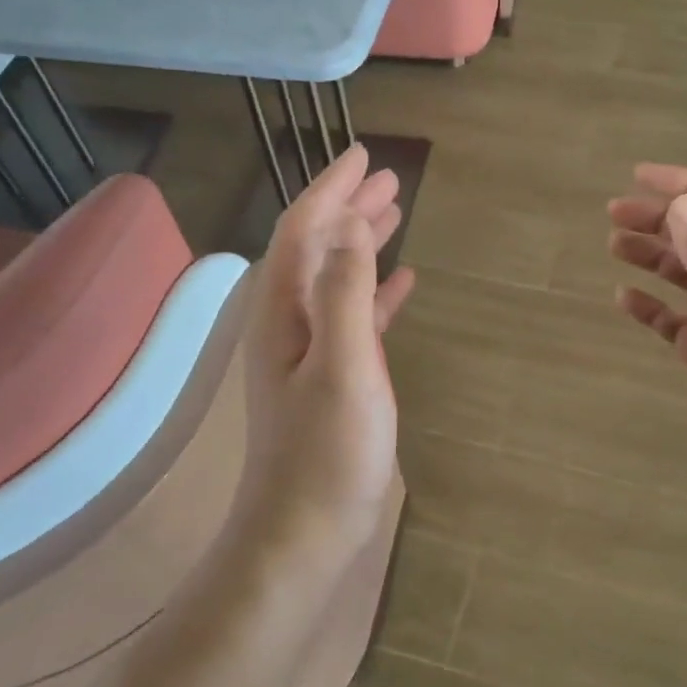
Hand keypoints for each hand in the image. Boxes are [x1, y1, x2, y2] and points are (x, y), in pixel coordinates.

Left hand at [238, 144, 415, 560]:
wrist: (304, 532)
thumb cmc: (327, 451)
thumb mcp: (343, 365)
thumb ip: (345, 294)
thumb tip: (351, 227)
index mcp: (284, 311)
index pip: (305, 230)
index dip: (332, 189)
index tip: (364, 154)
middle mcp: (289, 322)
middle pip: (318, 247)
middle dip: (349, 207)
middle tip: (389, 177)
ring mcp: (310, 351)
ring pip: (337, 277)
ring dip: (363, 242)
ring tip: (395, 213)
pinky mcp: (333, 377)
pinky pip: (355, 316)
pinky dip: (376, 291)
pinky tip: (402, 282)